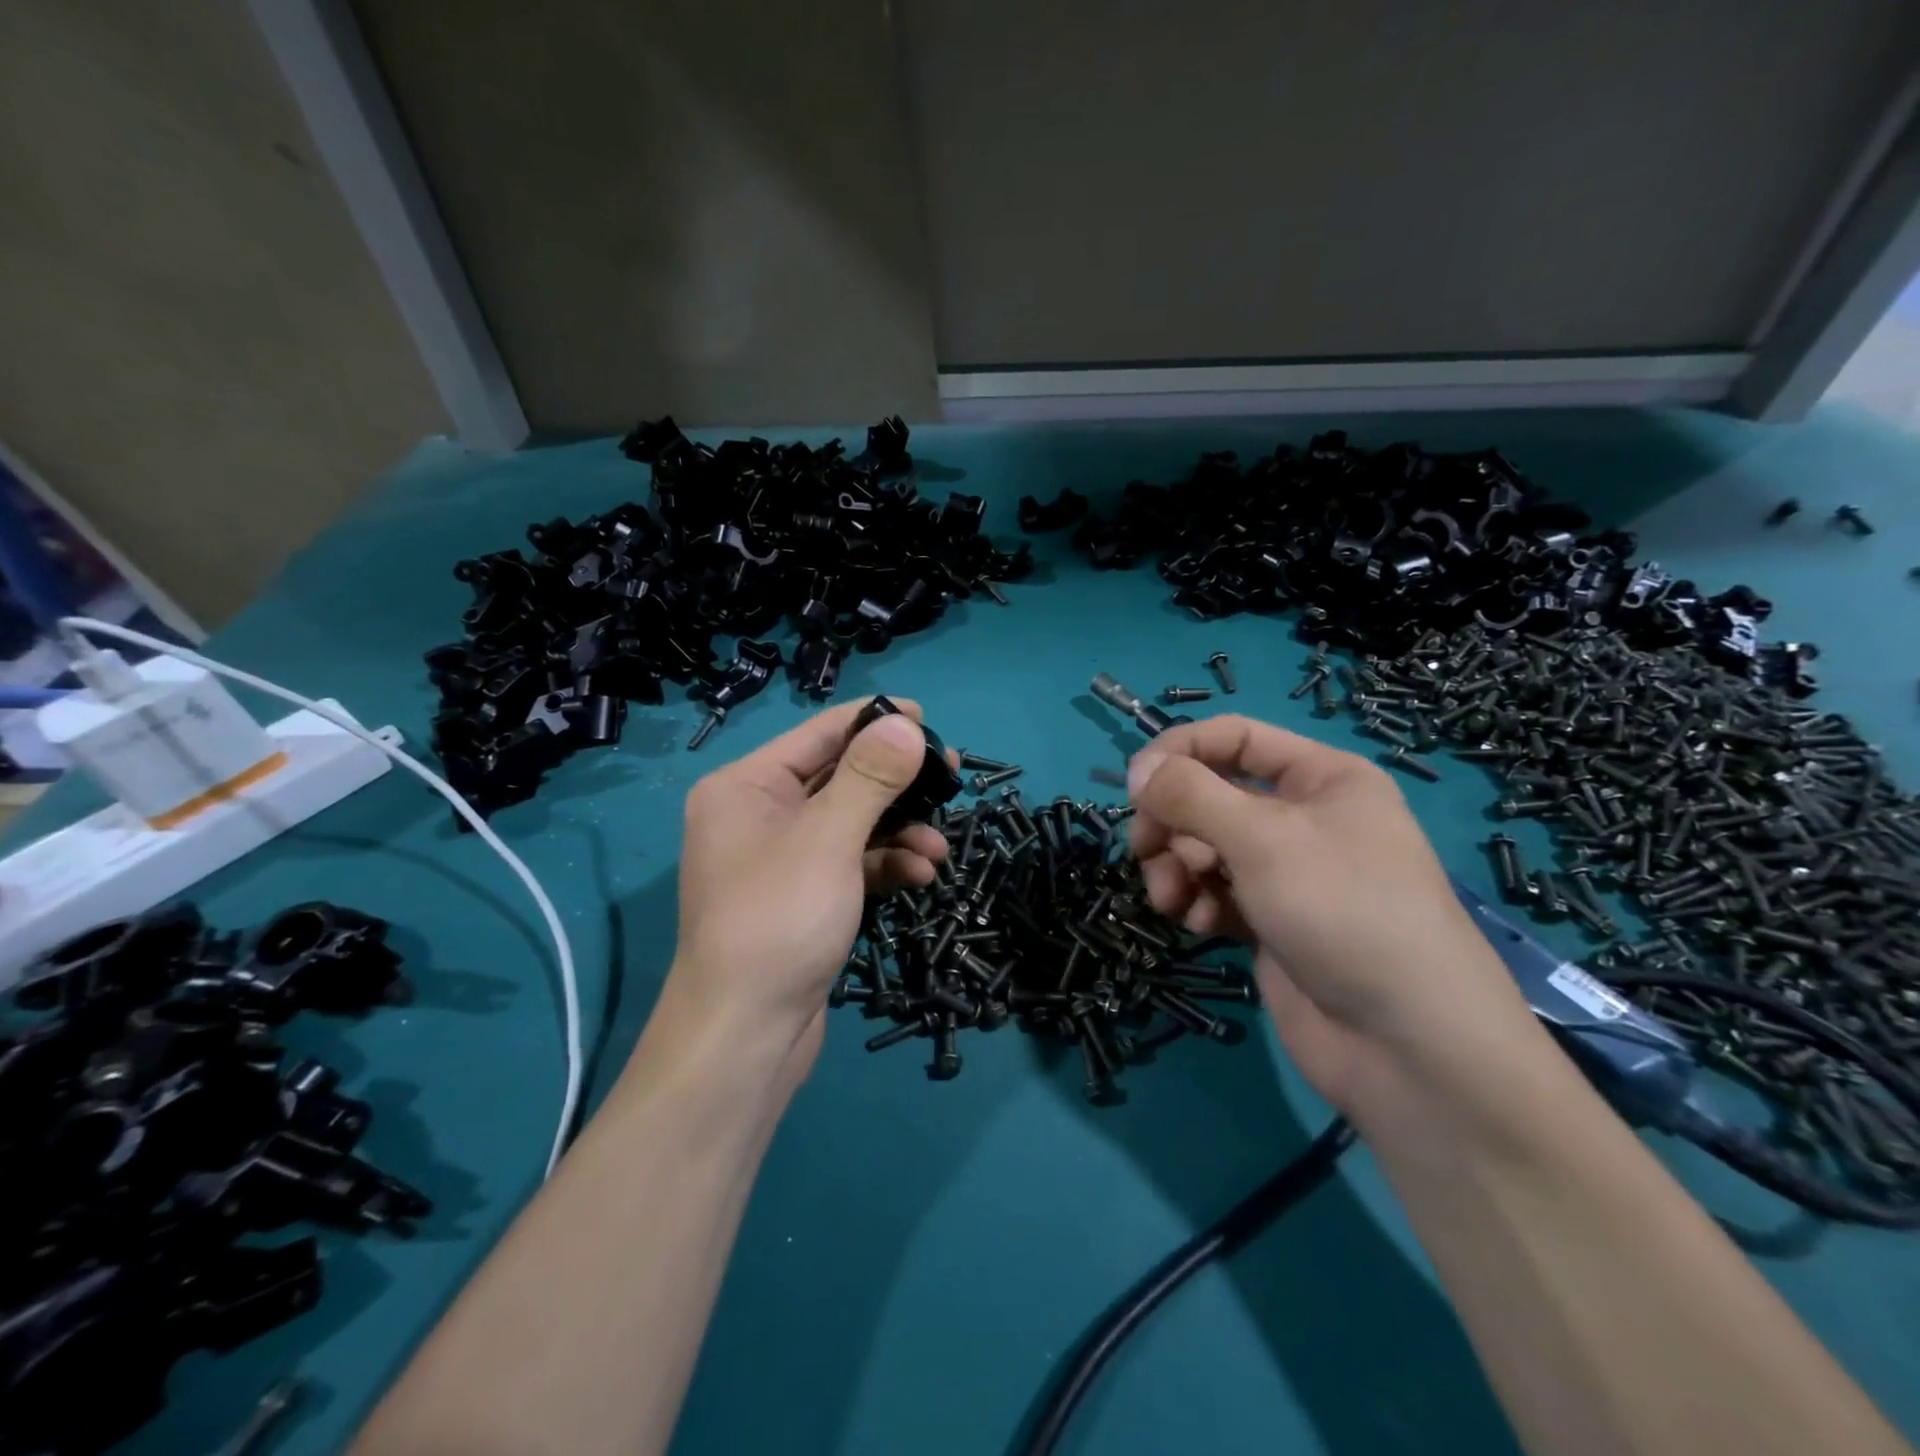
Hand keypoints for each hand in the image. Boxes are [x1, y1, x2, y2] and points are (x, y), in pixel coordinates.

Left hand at [664, 698, 948, 1077]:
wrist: (745, 1037)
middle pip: (840, 778)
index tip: (928, 718)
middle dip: (897, 783)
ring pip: (852, 824)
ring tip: (939, 848)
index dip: (874, 721)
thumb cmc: (778, 921)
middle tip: (951, 778)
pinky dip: (886, 864)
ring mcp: (783, 858)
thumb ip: (870, 777)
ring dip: (899, 830)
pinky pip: (851, 863)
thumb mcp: (828, 839)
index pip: (819, 733)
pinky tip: (921, 876)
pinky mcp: (805, 896)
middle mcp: (759, 814)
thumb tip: (905, 723)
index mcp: (746, 786)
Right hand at [1127, 716, 1540, 1119]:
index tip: (1135, 786)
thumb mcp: (1262, 837)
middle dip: (1173, 823)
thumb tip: (1137, 771)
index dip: (1180, 752)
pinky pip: (1215, 892)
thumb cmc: (1343, 911)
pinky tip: (1200, 926)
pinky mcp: (1270, 921)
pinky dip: (1199, 903)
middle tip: (1146, 851)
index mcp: (1320, 778)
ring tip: (1173, 900)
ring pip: (1205, 847)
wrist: (1406, 1046)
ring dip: (1177, 867)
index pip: (1233, 738)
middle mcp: (1303, 818)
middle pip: (1211, 795)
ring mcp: (1286, 873)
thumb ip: (1190, 795)